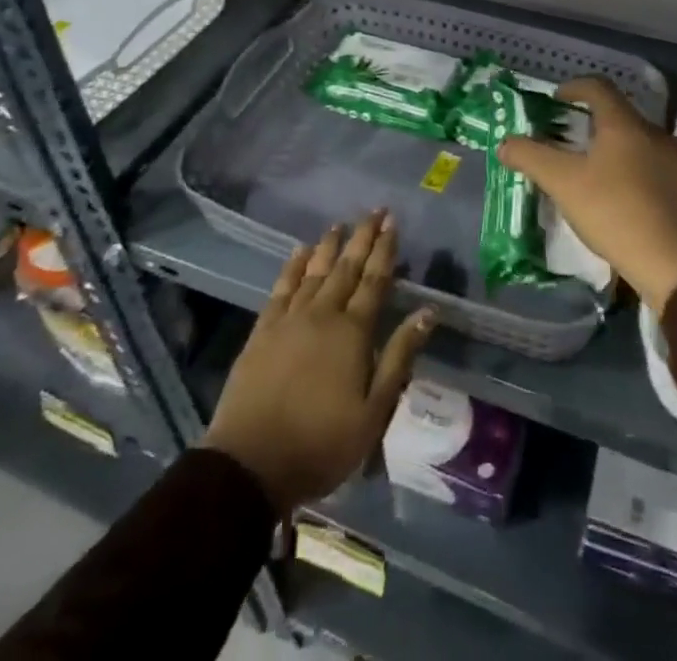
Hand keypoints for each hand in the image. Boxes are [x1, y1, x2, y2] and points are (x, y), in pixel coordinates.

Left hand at [203, 213, 434, 514]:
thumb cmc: (321, 443)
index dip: (385, 250)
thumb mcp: (374, 411)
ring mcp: (289, 319)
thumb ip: (399, 357)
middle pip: (346, 268)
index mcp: (352, 332)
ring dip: (329, 246)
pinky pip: (281, 287)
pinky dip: (292, 266)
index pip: (374, 281)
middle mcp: (322, 314)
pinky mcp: (262, 331)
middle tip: (374, 210)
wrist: (250, 464)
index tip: (393, 222)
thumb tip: (427, 312)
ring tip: (339, 224)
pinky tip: (299, 252)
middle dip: (362, 237)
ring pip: (314, 271)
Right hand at [500, 76, 676, 312]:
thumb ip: (531, 158)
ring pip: (641, 144)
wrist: (676, 263)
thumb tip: (505, 143)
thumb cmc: (614, 213)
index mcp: (624, 125)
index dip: (575, 87)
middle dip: (594, 123)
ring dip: (618, 150)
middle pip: (621, 116)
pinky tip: (629, 200)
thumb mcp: (564, 184)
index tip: (558, 99)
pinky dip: (639, 174)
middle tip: (572, 141)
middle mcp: (655, 133)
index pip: (598, 88)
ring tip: (598, 173)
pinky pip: (659, 170)